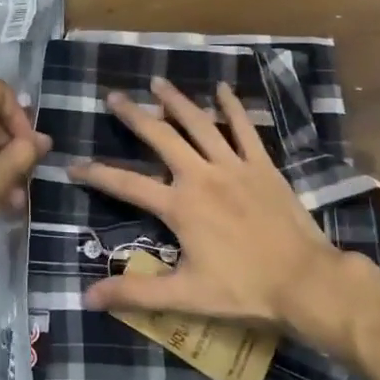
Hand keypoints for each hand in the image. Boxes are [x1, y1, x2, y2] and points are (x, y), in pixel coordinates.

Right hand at [72, 79, 379, 349]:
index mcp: (179, 206)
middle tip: (113, 96)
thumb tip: (87, 297)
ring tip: (157, 82)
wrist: (306, 282)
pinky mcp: (262, 166)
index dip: (97, 173)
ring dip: (176, 101)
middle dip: (134, 115)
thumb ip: (136, 293)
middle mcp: (201, 176)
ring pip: (199, 124)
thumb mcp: (185, 296)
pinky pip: (245, 129)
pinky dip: (233, 107)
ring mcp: (234, 166)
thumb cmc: (244, 290)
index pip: (127, 184)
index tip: (73, 165)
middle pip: (160, 137)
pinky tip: (223, 89)